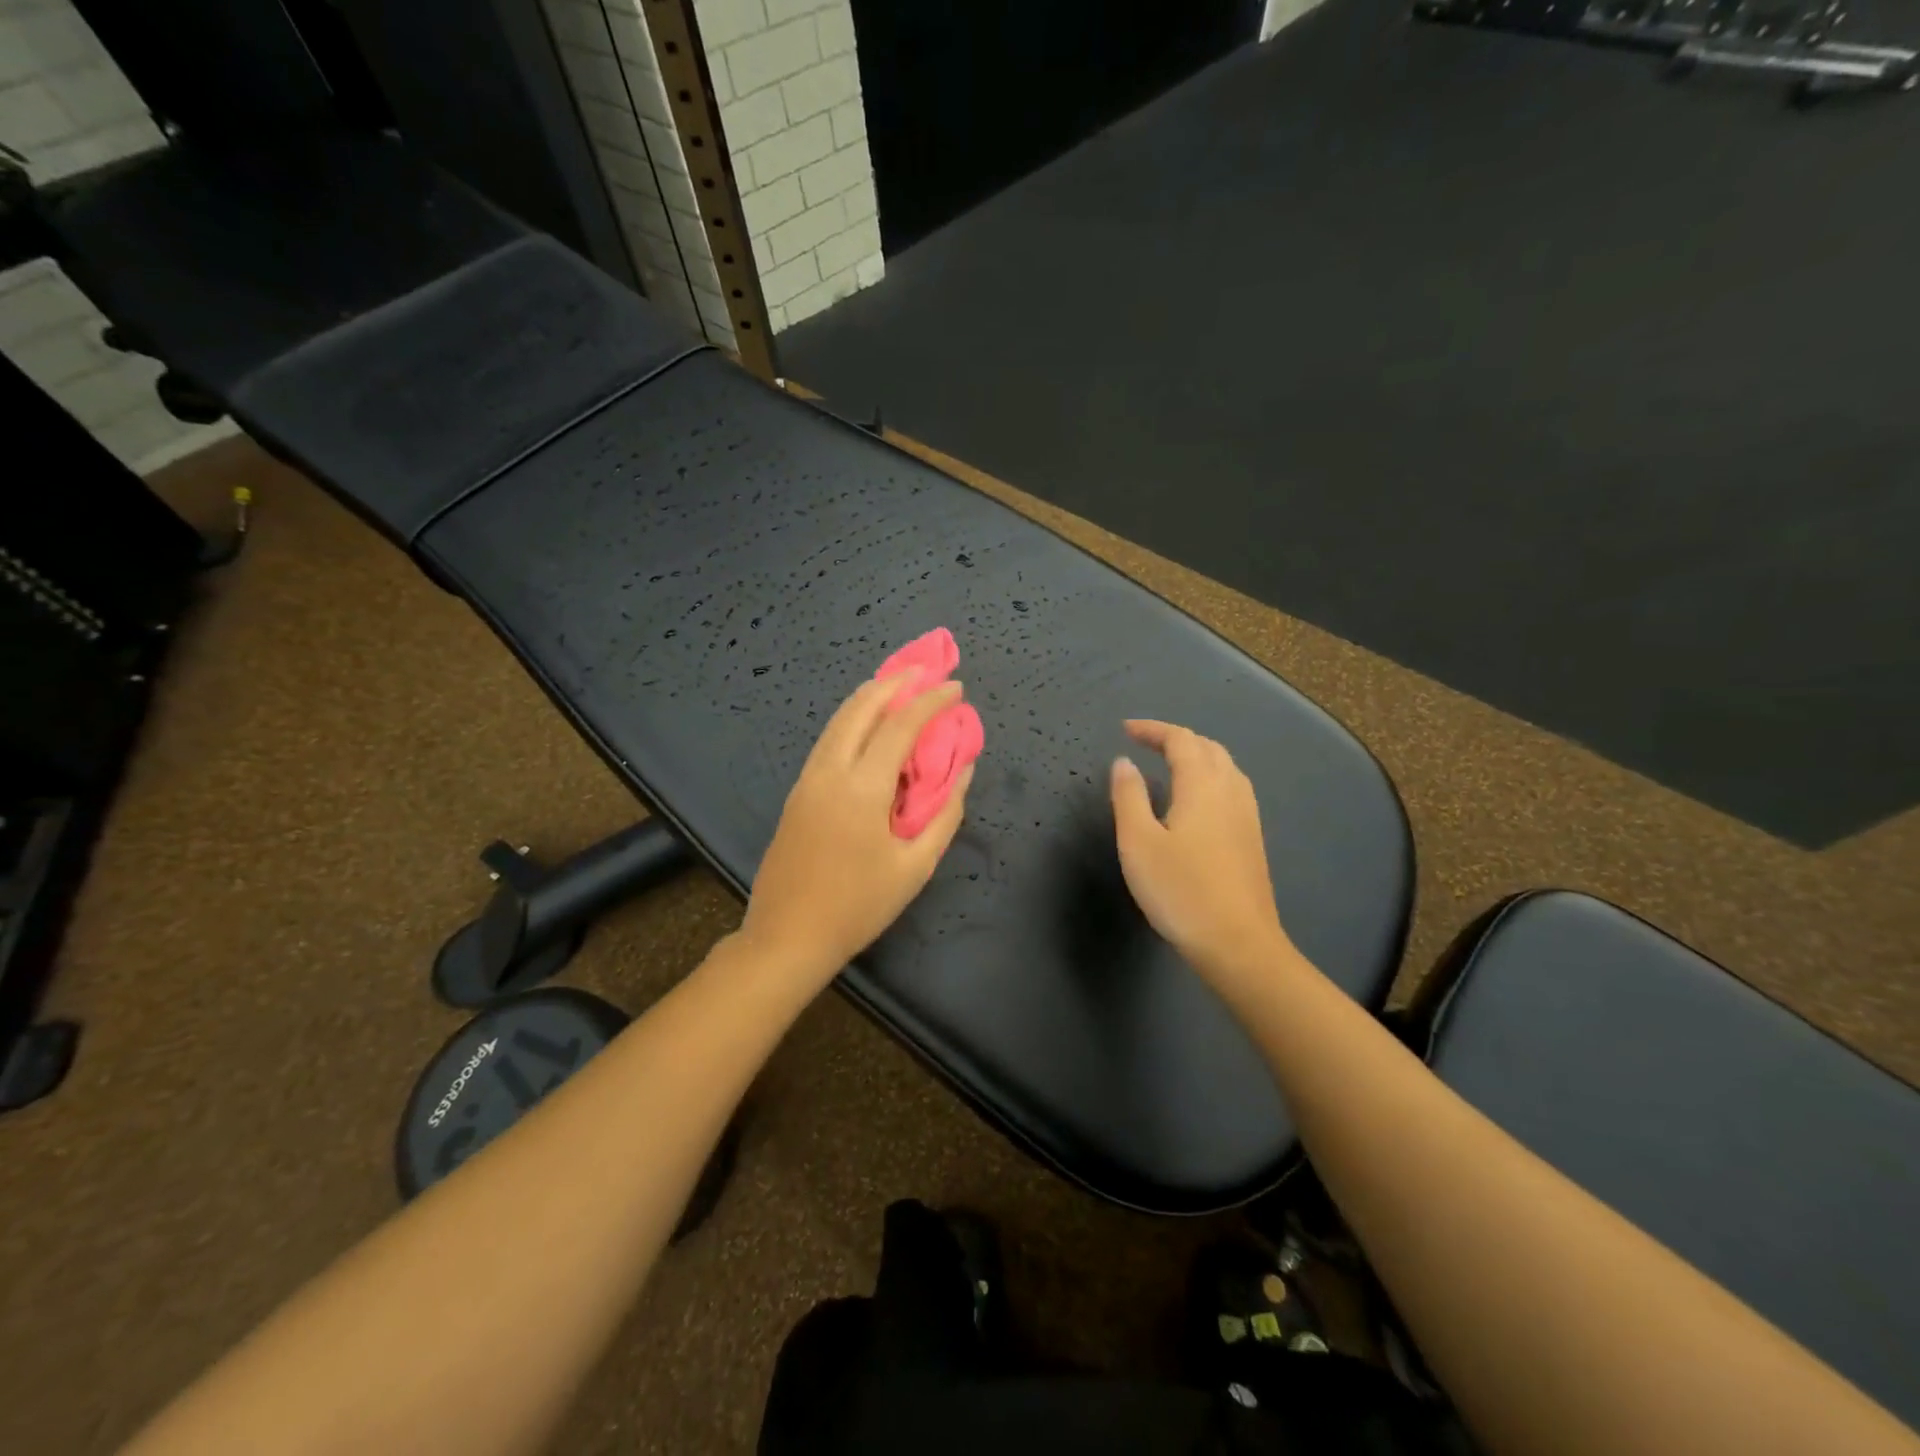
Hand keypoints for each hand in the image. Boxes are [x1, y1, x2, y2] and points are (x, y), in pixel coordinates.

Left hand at [739, 672, 974, 983]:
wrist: (787, 936)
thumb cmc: (858, 906)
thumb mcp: (914, 867)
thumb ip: (944, 815)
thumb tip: (962, 772)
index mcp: (862, 787)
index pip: (900, 725)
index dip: (930, 701)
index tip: (955, 687)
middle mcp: (830, 771)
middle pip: (860, 707)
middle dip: (893, 682)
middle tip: (923, 671)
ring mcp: (807, 779)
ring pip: (838, 720)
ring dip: (869, 696)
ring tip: (897, 687)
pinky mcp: (797, 792)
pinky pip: (828, 740)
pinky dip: (852, 719)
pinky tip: (868, 727)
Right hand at [1110, 720, 1295, 989]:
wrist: (1238, 943)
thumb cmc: (1180, 890)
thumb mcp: (1138, 842)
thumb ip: (1129, 797)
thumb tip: (1124, 762)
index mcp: (1202, 785)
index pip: (1180, 740)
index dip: (1153, 729)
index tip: (1126, 729)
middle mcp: (1231, 791)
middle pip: (1208, 748)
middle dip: (1176, 738)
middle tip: (1145, 743)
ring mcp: (1247, 815)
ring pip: (1225, 767)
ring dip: (1196, 755)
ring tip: (1170, 764)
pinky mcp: (1253, 838)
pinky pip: (1232, 788)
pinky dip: (1210, 777)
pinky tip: (1197, 800)